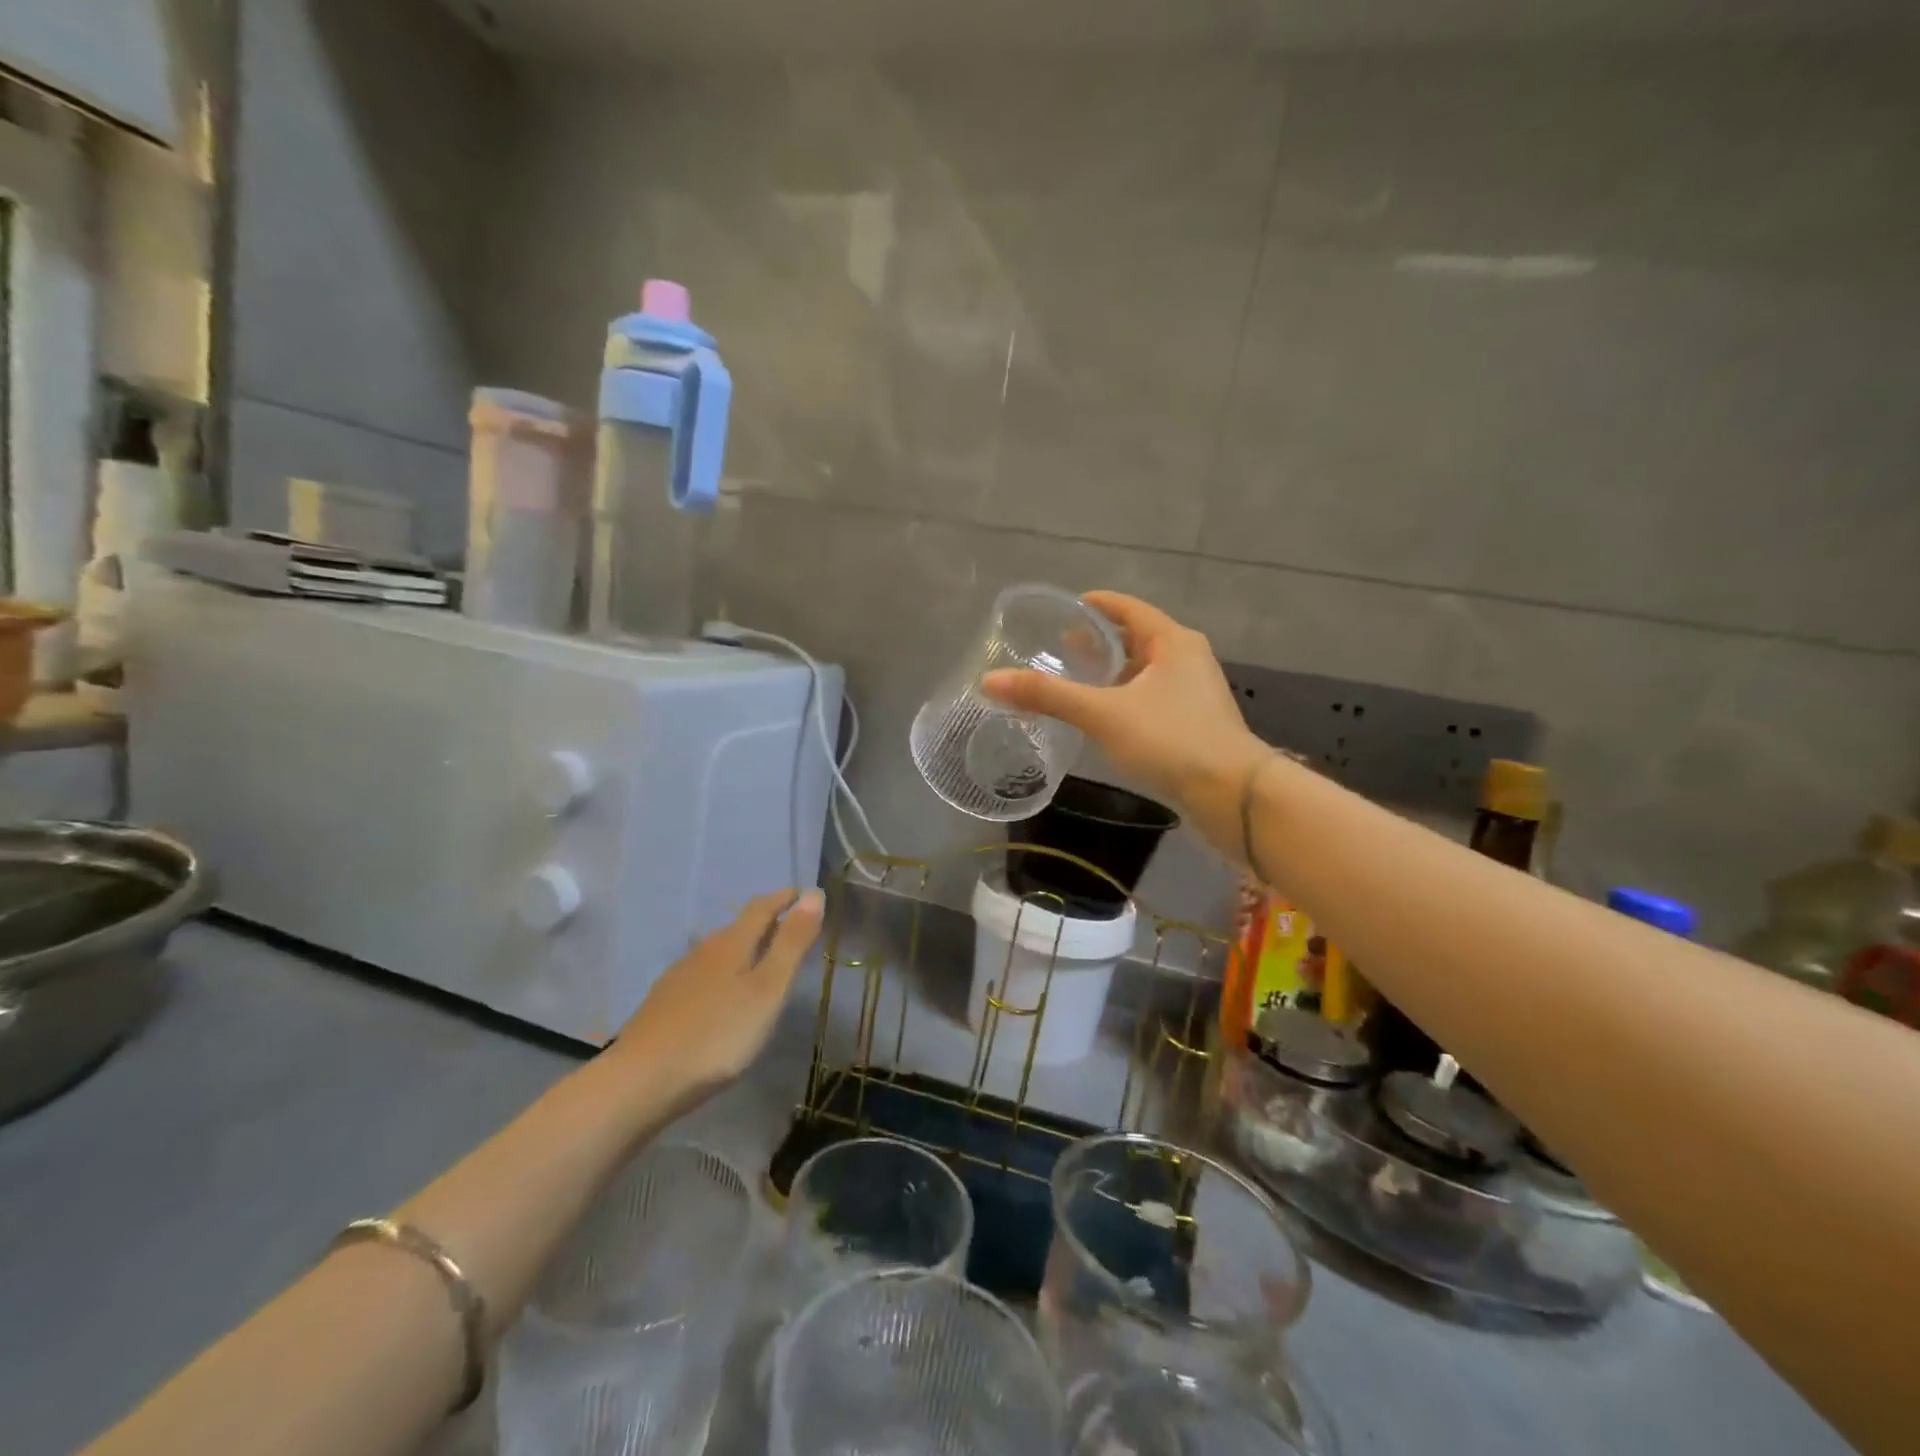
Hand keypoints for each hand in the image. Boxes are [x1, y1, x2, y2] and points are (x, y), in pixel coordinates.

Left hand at [611, 888, 824, 1107]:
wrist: (639, 1081)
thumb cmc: (717, 1035)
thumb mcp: (768, 990)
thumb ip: (792, 943)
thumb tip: (813, 893)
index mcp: (732, 943)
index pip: (762, 908)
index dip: (784, 898)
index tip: (804, 893)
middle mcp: (703, 951)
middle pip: (738, 928)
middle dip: (765, 924)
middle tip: (790, 930)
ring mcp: (679, 978)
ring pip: (718, 953)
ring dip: (743, 950)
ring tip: (760, 964)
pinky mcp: (663, 1004)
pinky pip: (702, 976)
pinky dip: (722, 975)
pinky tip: (722, 998)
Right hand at [982, 592, 1270, 857]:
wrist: (1233, 795)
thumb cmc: (1170, 740)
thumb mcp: (1102, 714)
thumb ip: (1048, 696)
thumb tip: (989, 681)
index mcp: (1171, 641)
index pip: (1126, 608)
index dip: (1092, 605)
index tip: (1059, 611)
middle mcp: (1187, 658)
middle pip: (1135, 638)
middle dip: (1097, 643)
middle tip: (1058, 650)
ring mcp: (1195, 693)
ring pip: (1144, 672)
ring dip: (1111, 674)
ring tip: (1074, 683)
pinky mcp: (1195, 724)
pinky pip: (1151, 699)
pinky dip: (1124, 699)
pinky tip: (1103, 719)